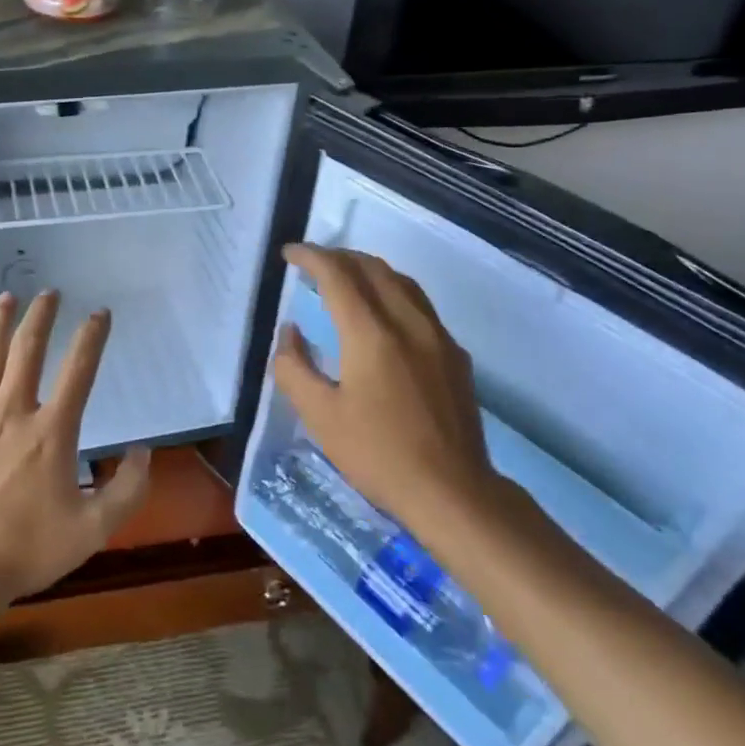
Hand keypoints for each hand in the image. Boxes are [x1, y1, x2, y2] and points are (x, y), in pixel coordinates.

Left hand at [0, 291, 151, 617]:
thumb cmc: (25, 551)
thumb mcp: (92, 530)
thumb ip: (127, 490)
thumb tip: (145, 451)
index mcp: (51, 431)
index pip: (78, 371)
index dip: (92, 338)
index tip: (100, 313)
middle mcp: (12, 411)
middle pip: (28, 350)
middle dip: (42, 317)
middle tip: (49, 292)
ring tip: (8, 297)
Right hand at [273, 245, 510, 537]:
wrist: (453, 492)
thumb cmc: (378, 455)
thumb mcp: (320, 416)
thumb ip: (294, 367)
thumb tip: (290, 331)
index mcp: (371, 333)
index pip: (338, 275)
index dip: (311, 257)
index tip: (289, 254)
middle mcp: (408, 322)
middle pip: (373, 268)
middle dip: (339, 257)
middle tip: (313, 264)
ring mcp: (438, 336)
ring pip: (401, 281)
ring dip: (368, 269)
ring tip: (345, 279)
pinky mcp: (455, 354)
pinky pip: (420, 305)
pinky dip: (392, 292)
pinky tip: (383, 316)